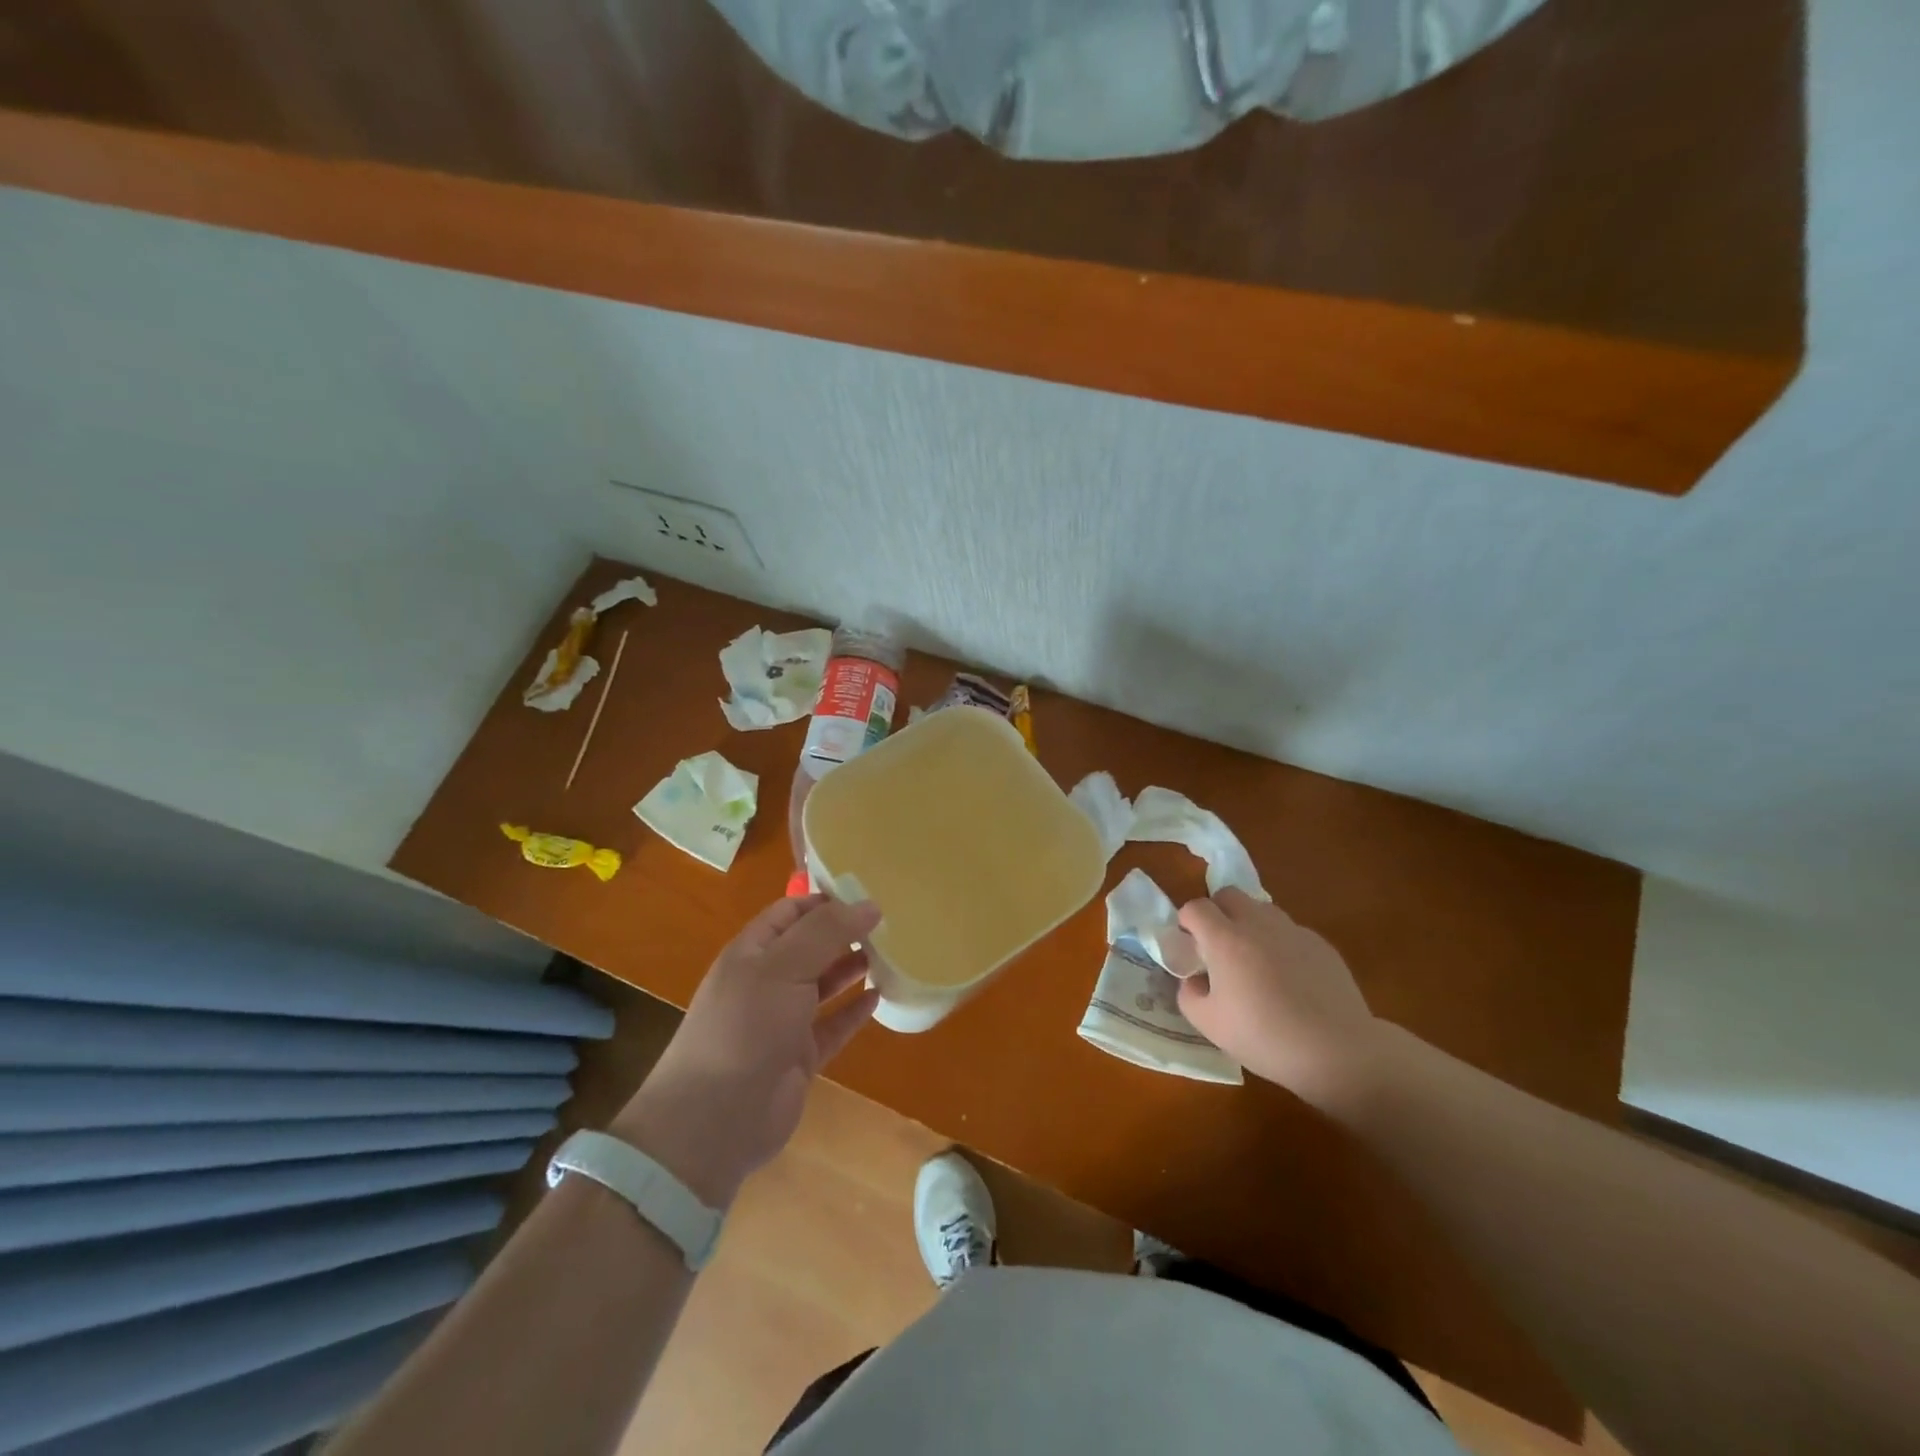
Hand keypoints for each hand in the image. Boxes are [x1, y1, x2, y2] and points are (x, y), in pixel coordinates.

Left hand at [612, 896, 880, 1207]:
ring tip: (888, 954)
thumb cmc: (746, 1027)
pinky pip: (832, 1027)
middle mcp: (766, 982)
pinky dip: (854, 1012)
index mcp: (752, 953)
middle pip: (809, 947)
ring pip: (822, 985)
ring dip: (851, 969)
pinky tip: (879, 998)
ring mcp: (782, 1021)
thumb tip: (870, 905)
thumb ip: (826, 932)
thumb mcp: (784, 967)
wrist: (715, 1120)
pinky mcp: (799, 1057)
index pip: (791, 912)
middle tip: (888, 924)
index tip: (867, 895)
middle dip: (843, 933)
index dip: (825, 900)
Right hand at [1176, 889, 1381, 1105]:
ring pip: (1262, 909)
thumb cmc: (1265, 1037)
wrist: (1337, 1051)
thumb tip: (1193, 979)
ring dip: (1249, 923)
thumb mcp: (1210, 1024)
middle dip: (1217, 911)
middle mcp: (1258, 924)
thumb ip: (1189, 994)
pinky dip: (1280, 943)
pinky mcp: (1321, 944)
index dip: (1187, 922)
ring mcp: (1293, 931)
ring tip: (1254, 960)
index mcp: (1225, 939)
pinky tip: (1289, 979)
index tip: (1189, 945)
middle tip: (1218, 946)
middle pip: (1229, 894)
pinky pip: (1290, 931)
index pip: (1196, 907)